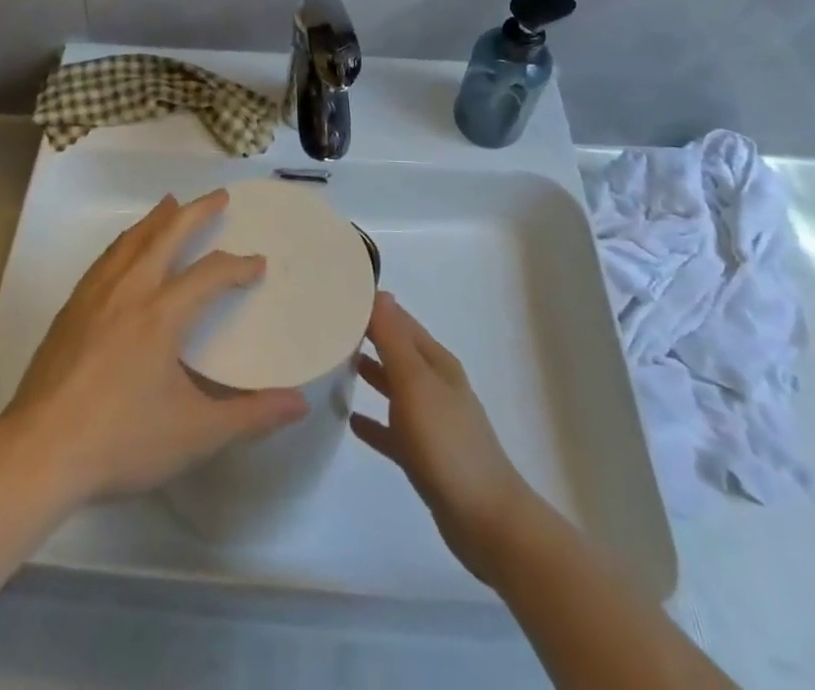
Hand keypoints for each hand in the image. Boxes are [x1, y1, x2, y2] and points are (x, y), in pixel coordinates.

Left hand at [1, 189, 309, 504]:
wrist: (39, 452)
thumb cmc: (121, 441)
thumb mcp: (195, 434)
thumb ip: (251, 416)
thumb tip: (300, 403)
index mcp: (162, 313)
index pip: (210, 274)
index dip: (238, 266)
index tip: (257, 264)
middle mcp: (129, 290)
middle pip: (167, 235)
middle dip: (196, 212)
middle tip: (218, 196)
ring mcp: (95, 295)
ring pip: (131, 240)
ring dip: (157, 219)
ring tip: (171, 204)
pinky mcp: (71, 308)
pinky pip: (106, 258)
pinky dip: (126, 241)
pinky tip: (125, 249)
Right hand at [351, 291, 534, 585]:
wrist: (487, 522)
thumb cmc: (447, 444)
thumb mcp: (415, 384)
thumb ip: (394, 340)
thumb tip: (379, 292)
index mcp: (436, 363)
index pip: (399, 321)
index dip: (372, 307)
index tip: (337, 295)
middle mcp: (435, 385)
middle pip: (397, 351)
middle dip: (367, 336)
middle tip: (326, 326)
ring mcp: (432, 422)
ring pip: (394, 387)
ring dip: (370, 374)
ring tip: (333, 364)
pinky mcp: (425, 456)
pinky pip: (392, 430)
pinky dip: (373, 421)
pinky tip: (350, 422)